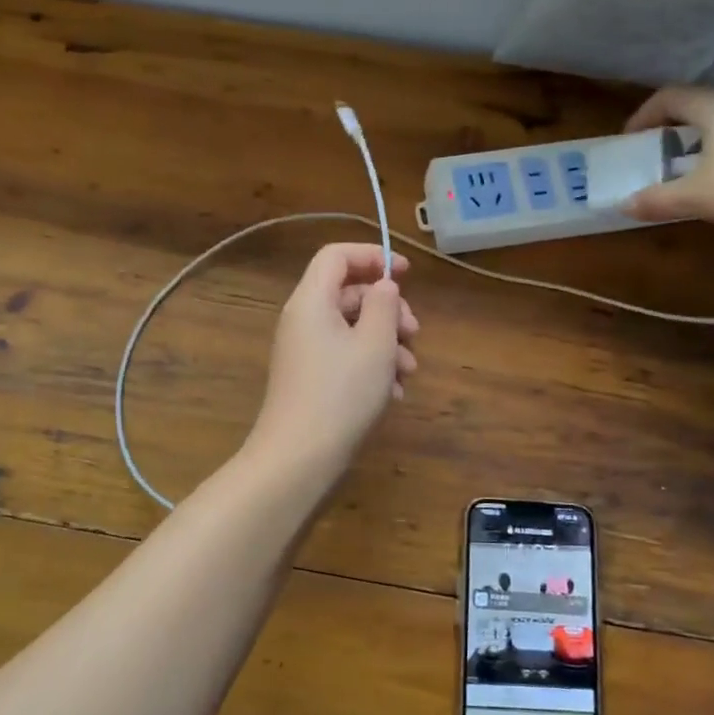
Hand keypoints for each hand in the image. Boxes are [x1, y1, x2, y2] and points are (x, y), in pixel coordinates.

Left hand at [245, 244, 417, 478]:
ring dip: (385, 342)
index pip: (337, 256)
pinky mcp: (310, 378)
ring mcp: (305, 351)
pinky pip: (344, 356)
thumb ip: (385, 305)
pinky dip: (370, 365)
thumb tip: (383, 286)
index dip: (373, 256)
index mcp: (311, 300)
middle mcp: (303, 319)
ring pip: (352, 328)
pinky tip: (392, 392)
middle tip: (414, 333)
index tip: (406, 274)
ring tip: (408, 371)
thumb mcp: (375, 344)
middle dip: (388, 309)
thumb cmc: (341, 394)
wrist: (299, 458)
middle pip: (349, 293)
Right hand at [621, 86, 713, 237]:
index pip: (668, 96)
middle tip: (655, 160)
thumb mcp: (699, 197)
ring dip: (701, 147)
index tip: (629, 142)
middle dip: (671, 132)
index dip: (643, 116)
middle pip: (698, 108)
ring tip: (689, 177)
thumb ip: (659, 200)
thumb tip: (624, 205)